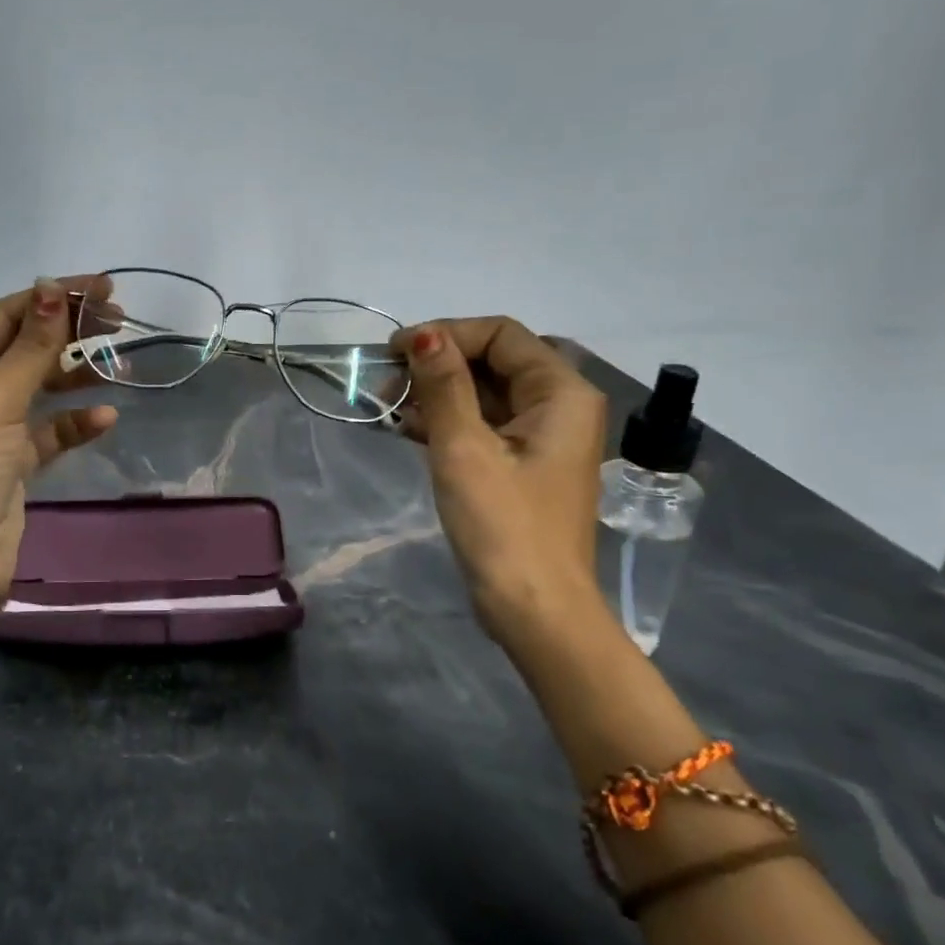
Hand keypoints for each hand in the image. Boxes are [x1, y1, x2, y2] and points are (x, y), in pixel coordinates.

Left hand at [0, 276, 118, 614]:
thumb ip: (31, 345)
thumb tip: (52, 287)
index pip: (4, 316)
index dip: (53, 299)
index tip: (103, 288)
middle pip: (23, 347)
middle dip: (69, 334)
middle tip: (119, 321)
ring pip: (38, 386)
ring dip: (75, 375)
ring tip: (118, 362)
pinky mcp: (10, 459)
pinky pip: (47, 429)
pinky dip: (73, 422)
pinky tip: (103, 418)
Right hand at [391, 317, 609, 647]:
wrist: (534, 610)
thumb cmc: (503, 525)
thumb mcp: (464, 448)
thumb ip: (444, 385)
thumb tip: (423, 335)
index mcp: (560, 393)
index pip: (501, 335)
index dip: (446, 334)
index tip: (394, 352)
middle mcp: (558, 406)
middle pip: (493, 362)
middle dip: (436, 366)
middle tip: (384, 384)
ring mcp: (540, 438)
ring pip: (483, 394)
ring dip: (436, 395)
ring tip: (386, 408)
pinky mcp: (521, 465)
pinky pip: (482, 426)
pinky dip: (446, 422)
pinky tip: (406, 429)